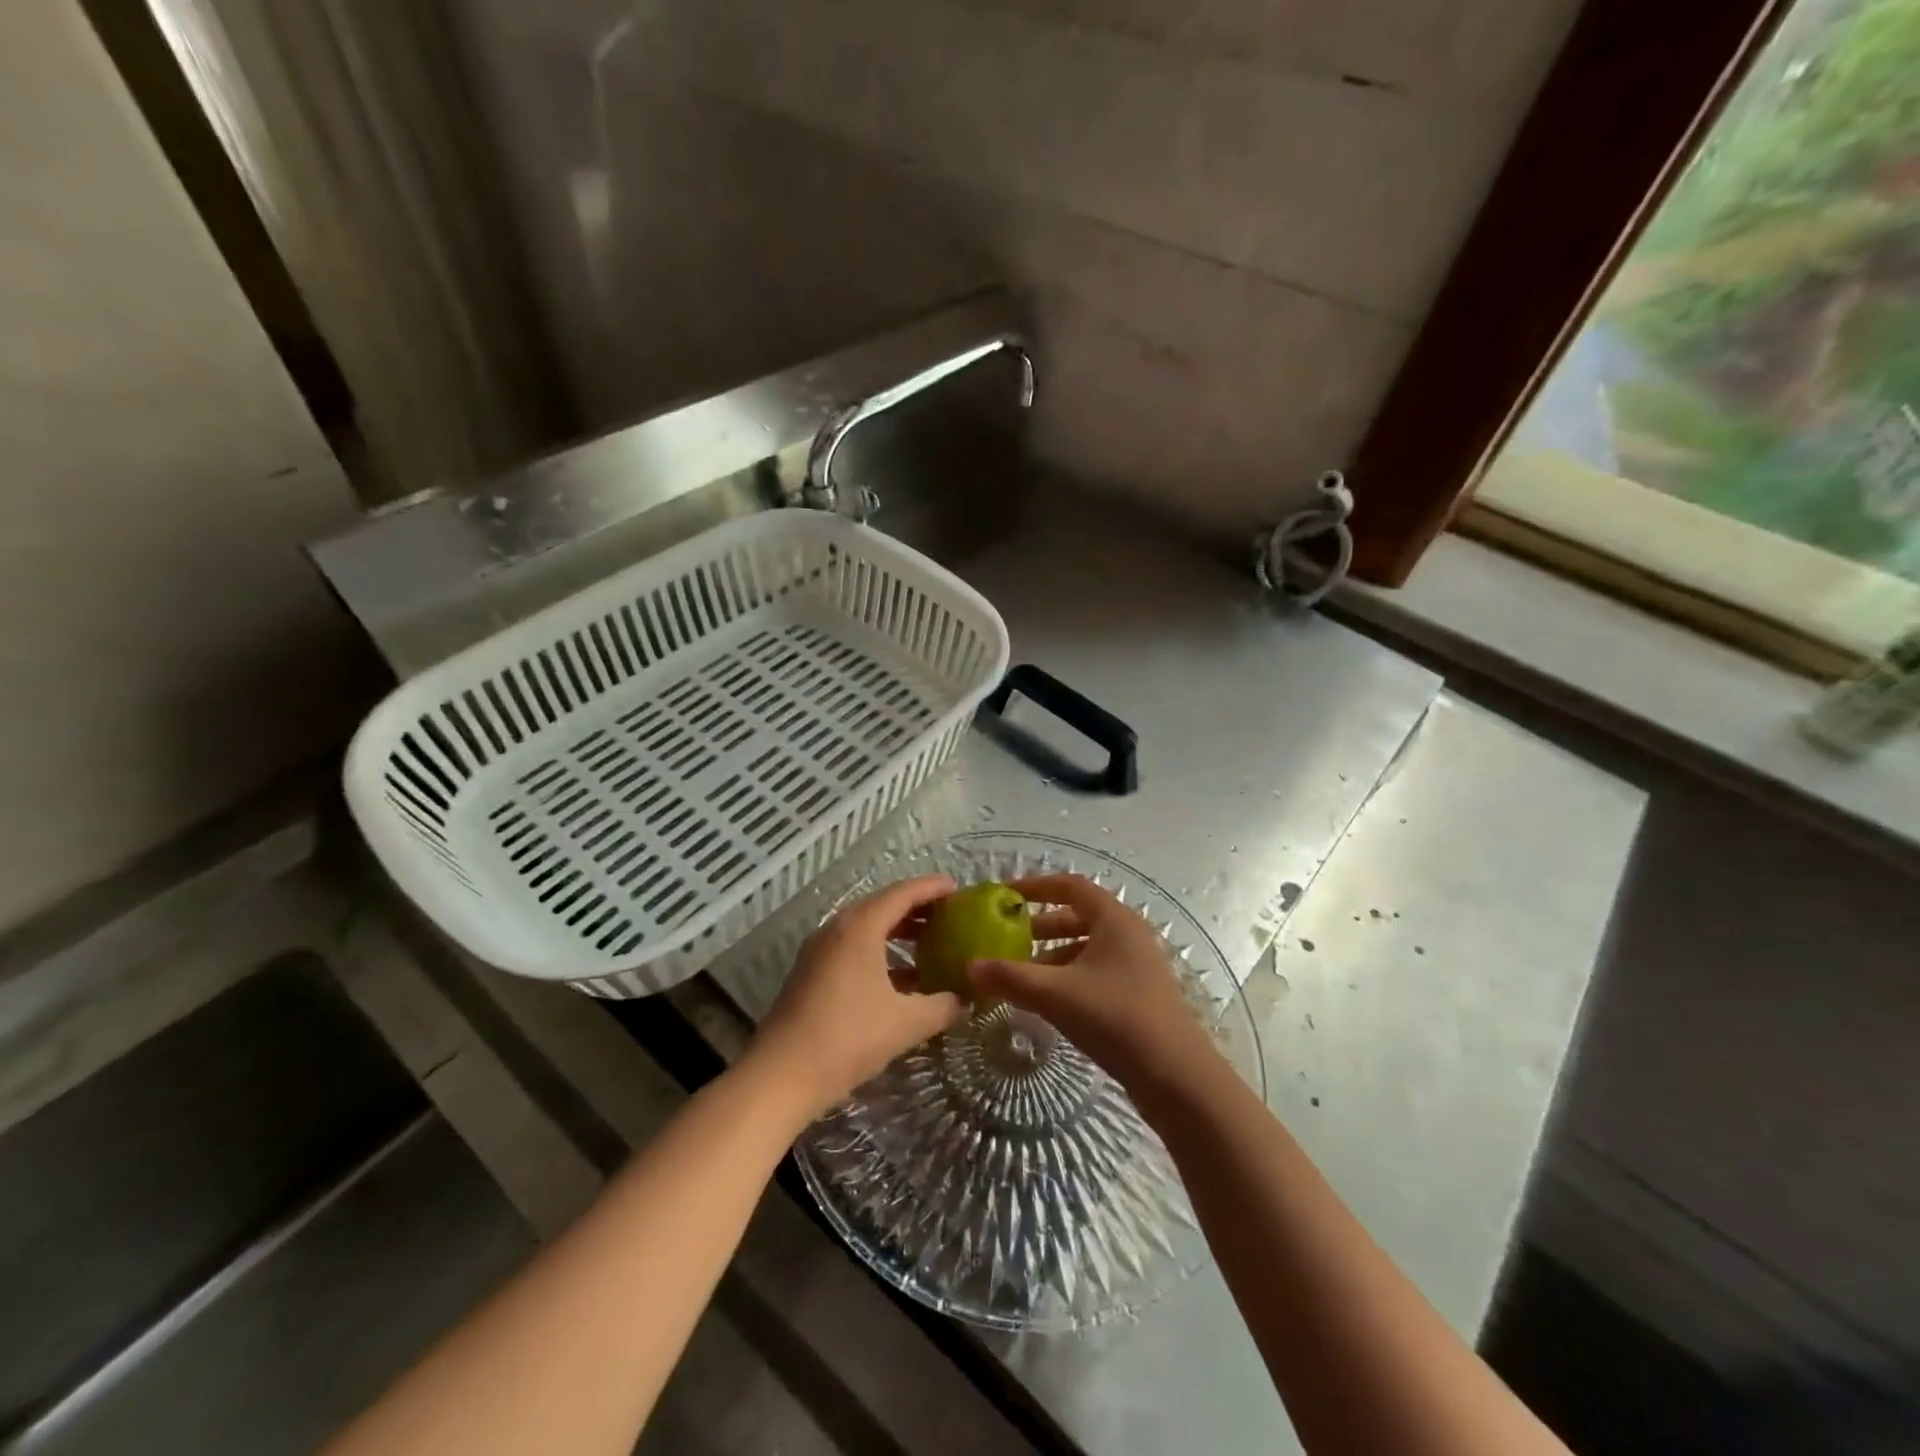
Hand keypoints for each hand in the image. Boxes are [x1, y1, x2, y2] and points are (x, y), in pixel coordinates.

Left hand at [747, 875, 966, 1120]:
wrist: (780, 1076)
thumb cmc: (848, 1038)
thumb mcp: (906, 1023)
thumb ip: (942, 1006)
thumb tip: (965, 999)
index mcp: (860, 927)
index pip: (903, 892)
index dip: (933, 888)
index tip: (959, 889)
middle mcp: (837, 928)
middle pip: (883, 905)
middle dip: (918, 908)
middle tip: (950, 916)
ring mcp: (820, 950)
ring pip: (866, 927)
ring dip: (898, 932)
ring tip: (931, 944)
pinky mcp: (811, 972)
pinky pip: (853, 948)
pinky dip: (880, 952)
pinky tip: (902, 978)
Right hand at [970, 874, 1222, 1098]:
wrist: (1176, 1077)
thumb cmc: (1115, 1018)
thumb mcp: (1056, 994)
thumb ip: (1011, 977)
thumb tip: (969, 966)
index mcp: (1114, 919)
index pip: (1070, 886)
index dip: (1035, 886)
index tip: (1005, 895)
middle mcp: (1129, 934)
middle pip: (1079, 916)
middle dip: (1041, 925)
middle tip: (1008, 938)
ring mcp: (1138, 965)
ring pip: (1088, 947)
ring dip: (1054, 955)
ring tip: (1022, 973)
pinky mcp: (1140, 994)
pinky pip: (1097, 971)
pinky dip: (1070, 976)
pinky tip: (1050, 1001)